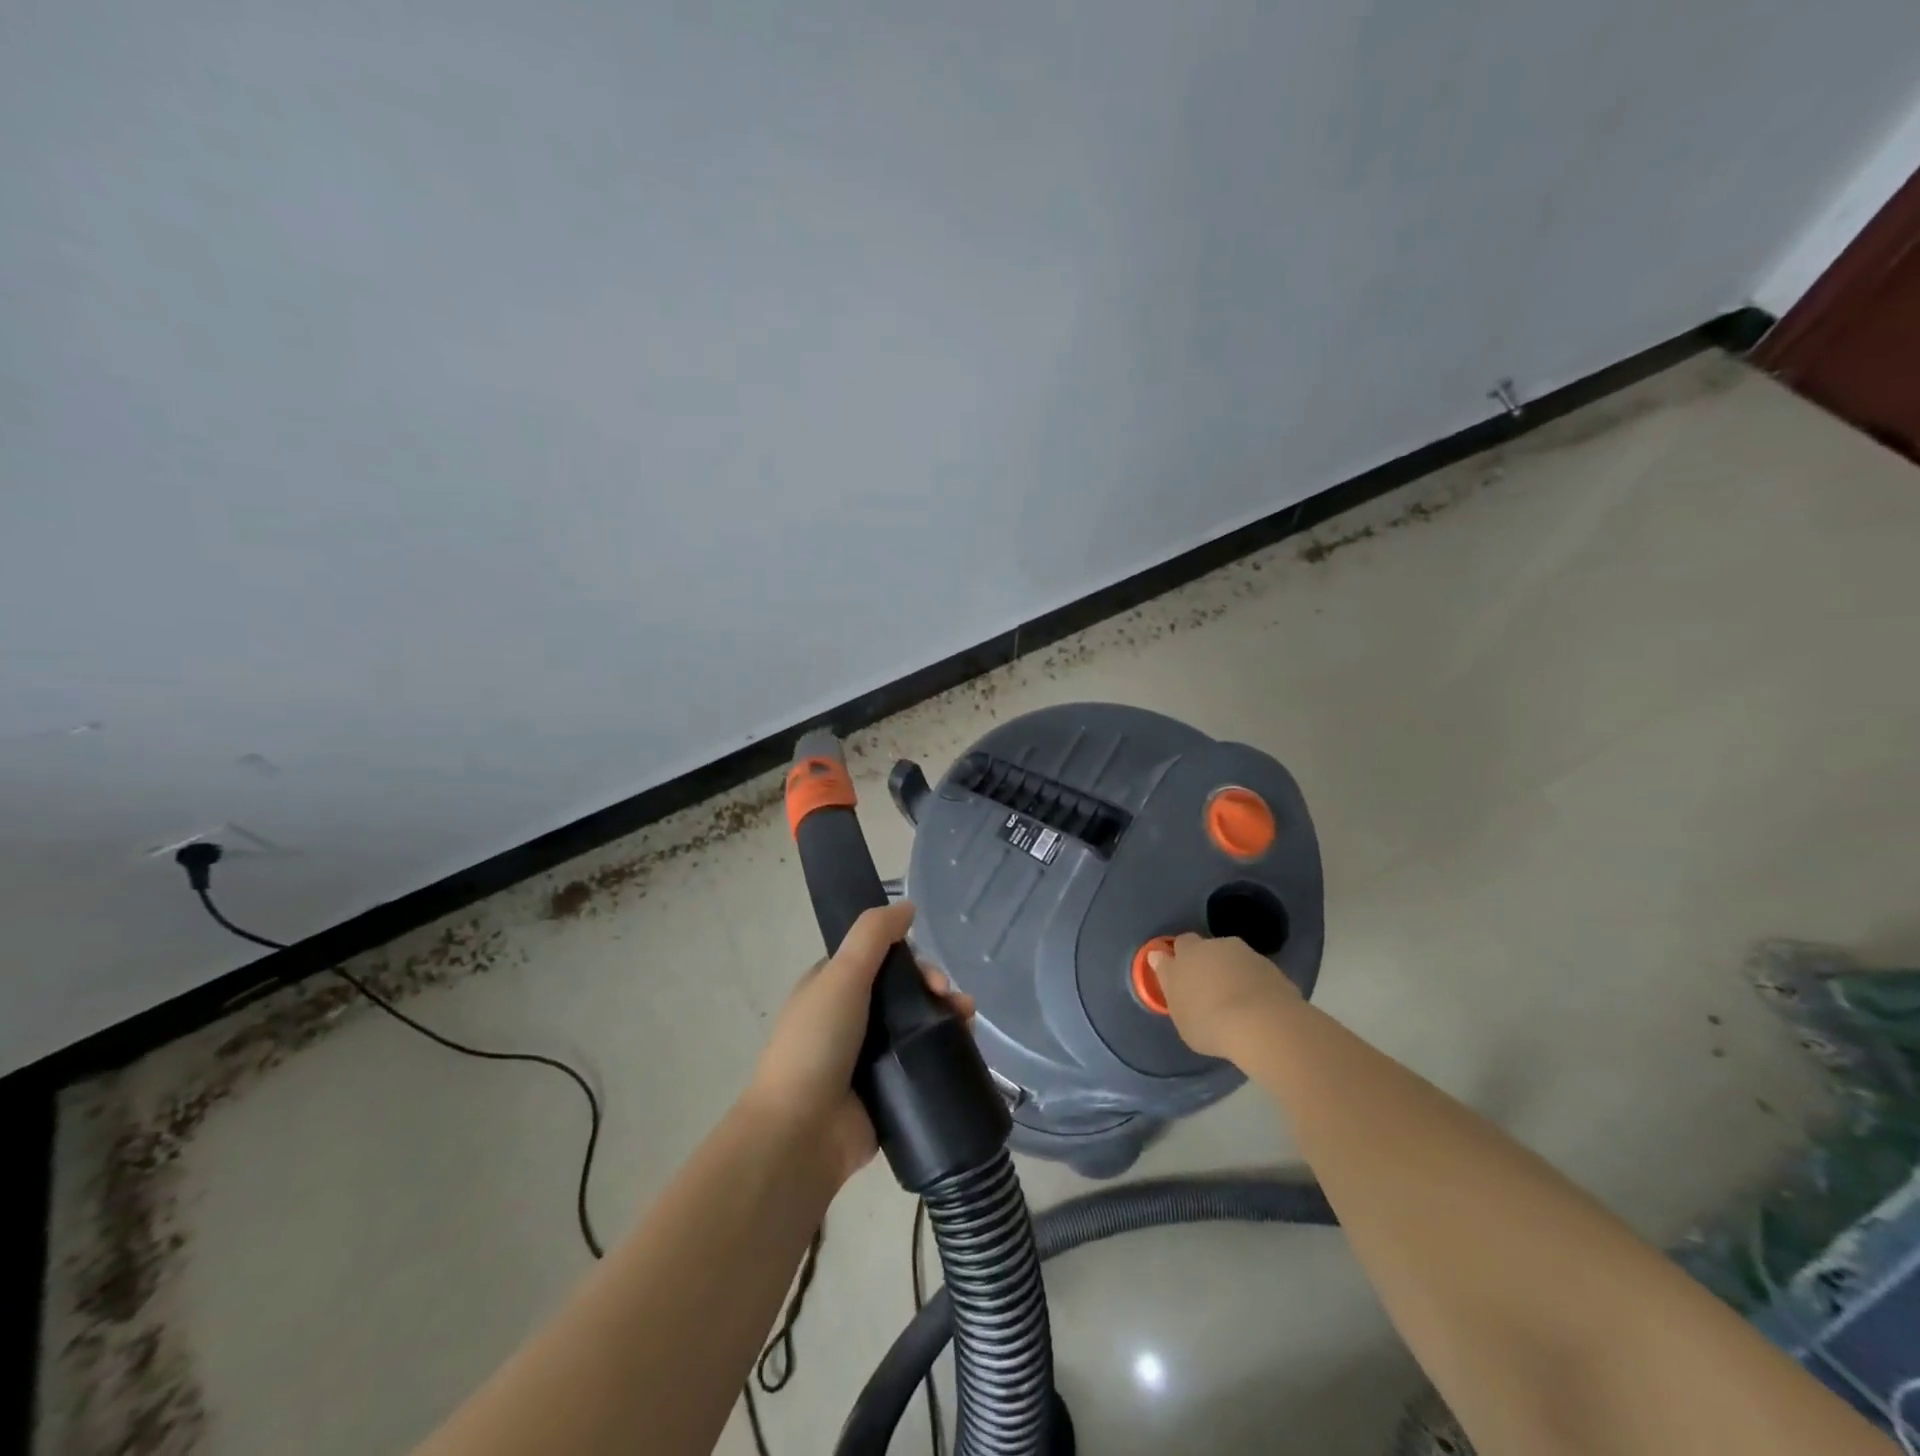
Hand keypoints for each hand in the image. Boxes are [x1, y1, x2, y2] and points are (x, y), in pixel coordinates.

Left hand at [745, 901, 974, 1187]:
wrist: (802, 1133)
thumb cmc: (817, 1044)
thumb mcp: (840, 975)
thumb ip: (873, 934)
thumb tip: (907, 905)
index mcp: (832, 988)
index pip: (881, 960)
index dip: (911, 960)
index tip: (930, 976)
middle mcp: (850, 1019)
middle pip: (904, 992)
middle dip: (935, 990)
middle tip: (953, 1002)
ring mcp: (868, 1059)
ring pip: (917, 1027)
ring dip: (947, 1019)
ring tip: (969, 1024)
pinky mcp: (887, 1092)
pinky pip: (922, 1064)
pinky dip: (944, 1055)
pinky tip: (966, 1051)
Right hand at [1149, 933, 1301, 1061]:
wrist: (1264, 1025)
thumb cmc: (1209, 1022)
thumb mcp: (1179, 1012)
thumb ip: (1169, 982)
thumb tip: (1159, 958)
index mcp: (1188, 953)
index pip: (1180, 944)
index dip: (1180, 958)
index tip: (1180, 977)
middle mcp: (1216, 946)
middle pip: (1207, 948)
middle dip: (1206, 962)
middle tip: (1207, 989)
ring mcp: (1247, 955)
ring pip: (1234, 958)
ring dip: (1232, 972)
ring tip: (1235, 1002)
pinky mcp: (1273, 969)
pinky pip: (1256, 974)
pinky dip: (1253, 985)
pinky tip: (1257, 1008)